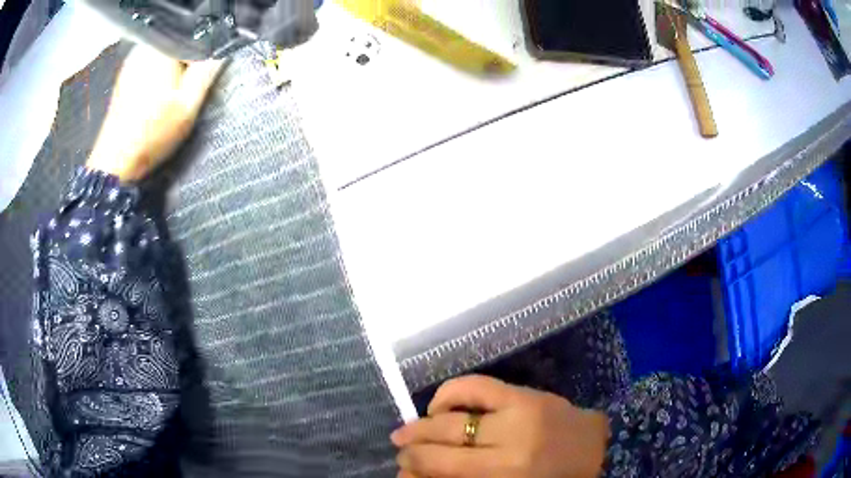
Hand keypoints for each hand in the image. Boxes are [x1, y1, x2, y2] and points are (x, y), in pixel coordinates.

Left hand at [86, 45, 223, 181]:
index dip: (203, 56)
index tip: (201, 78)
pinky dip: (157, 77)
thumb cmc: (152, 133)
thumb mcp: (189, 104)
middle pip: (177, 45)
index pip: (194, 37)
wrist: (115, 161)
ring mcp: (131, 62)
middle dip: (186, 63)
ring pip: (163, 56)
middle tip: (185, 92)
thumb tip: (223, 50)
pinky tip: (154, 100)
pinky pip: (149, 66)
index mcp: (162, 48)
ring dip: (172, 71)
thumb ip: (208, 71)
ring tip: (169, 98)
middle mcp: (144, 49)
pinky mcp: (124, 76)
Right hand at [391, 375, 608, 477]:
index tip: (401, 471)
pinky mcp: (526, 395)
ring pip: (451, 419)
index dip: (414, 470)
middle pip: (441, 446)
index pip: (441, 470)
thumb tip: (415, 474)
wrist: (592, 451)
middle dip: (412, 449)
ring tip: (408, 430)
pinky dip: (450, 393)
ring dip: (422, 424)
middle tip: (400, 449)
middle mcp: (507, 450)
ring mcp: (518, 417)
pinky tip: (439, 405)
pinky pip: (476, 386)